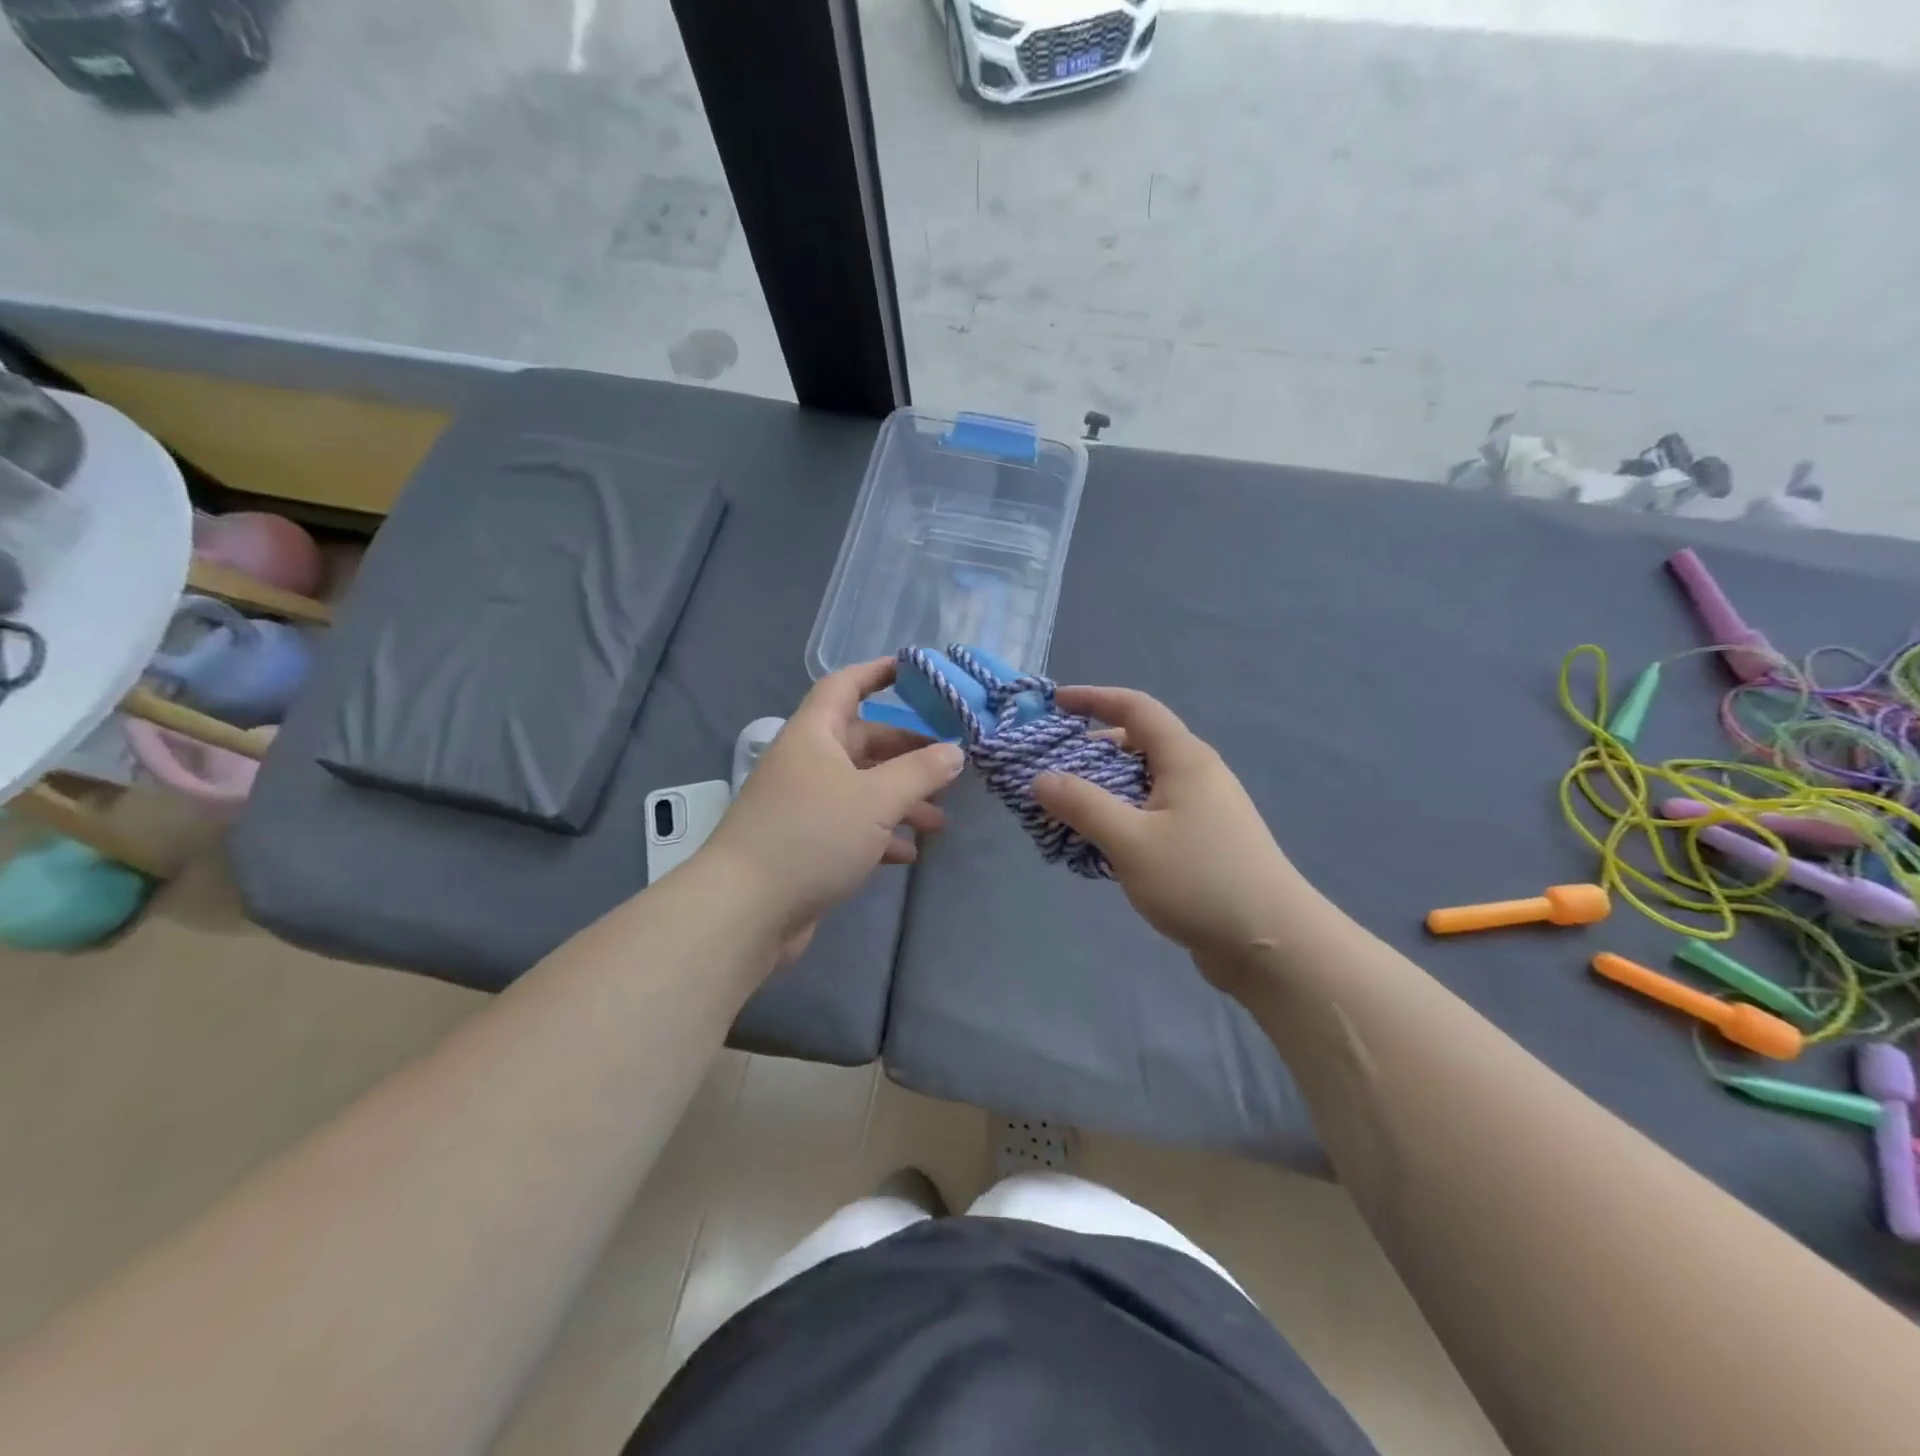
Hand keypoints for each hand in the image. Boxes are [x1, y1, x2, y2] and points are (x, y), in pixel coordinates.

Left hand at [701, 658, 964, 958]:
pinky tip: (908, 853)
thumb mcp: (875, 799)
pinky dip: (881, 834)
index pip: (846, 685)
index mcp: (815, 735)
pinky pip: (852, 826)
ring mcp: (805, 804)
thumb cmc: (812, 836)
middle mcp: (808, 762)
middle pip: (863, 742)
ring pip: (862, 788)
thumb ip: (919, 772)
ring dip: (901, 800)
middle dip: (907, 753)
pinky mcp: (806, 843)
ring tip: (939, 820)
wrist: (746, 910)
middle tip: (949, 766)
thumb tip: (954, 751)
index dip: (878, 672)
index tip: (916, 671)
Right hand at [1032, 687, 1304, 989]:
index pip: (1135, 708)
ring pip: (1142, 784)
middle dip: (1090, 751)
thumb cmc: (1199, 880)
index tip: (1054, 703)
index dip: (1093, 698)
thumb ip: (1082, 805)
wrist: (1271, 945)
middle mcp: (1197, 775)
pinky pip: (1152, 814)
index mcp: (1185, 759)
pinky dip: (1121, 818)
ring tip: (1065, 812)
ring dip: (1103, 790)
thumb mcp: (1130, 841)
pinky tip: (1098, 845)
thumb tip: (1041, 778)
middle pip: (1137, 745)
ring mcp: (1203, 810)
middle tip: (1049, 769)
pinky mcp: (1203, 842)